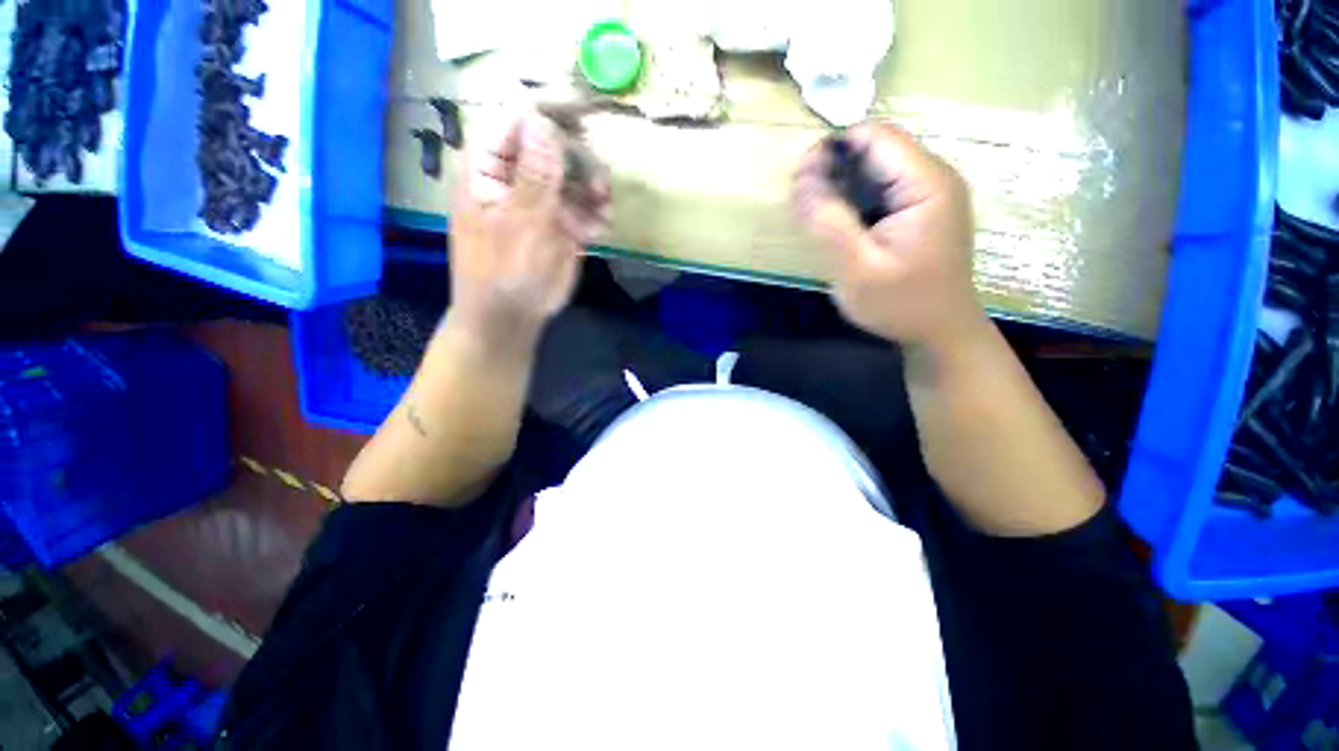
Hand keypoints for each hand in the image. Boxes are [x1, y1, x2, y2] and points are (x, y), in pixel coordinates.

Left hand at [450, 112, 611, 342]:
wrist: (512, 317)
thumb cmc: (505, 272)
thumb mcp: (521, 224)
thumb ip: (535, 175)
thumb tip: (543, 121)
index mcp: (488, 167)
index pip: (519, 122)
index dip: (552, 119)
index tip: (586, 123)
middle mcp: (515, 177)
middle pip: (553, 146)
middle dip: (580, 162)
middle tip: (599, 185)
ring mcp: (539, 200)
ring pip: (574, 175)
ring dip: (593, 190)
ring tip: (603, 212)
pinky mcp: (559, 222)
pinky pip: (583, 205)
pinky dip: (595, 213)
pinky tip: (599, 229)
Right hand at [793, 122, 983, 349]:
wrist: (940, 333)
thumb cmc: (901, 305)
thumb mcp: (857, 269)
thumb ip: (828, 223)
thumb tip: (801, 177)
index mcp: (927, 184)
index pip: (875, 136)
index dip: (833, 148)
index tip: (800, 181)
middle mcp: (933, 178)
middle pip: (876, 149)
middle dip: (834, 168)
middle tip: (803, 205)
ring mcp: (929, 194)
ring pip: (875, 169)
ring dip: (840, 186)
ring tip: (816, 219)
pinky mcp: (920, 211)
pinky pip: (880, 191)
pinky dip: (853, 201)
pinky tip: (839, 227)